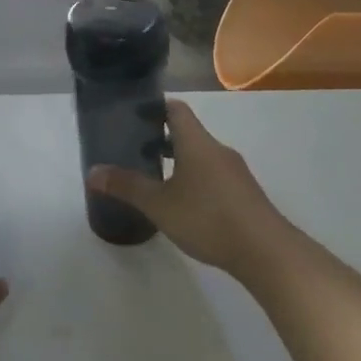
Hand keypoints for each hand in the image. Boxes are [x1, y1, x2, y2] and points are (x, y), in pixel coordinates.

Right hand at [87, 99, 289, 275]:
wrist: (267, 252)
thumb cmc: (208, 218)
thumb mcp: (159, 204)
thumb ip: (127, 186)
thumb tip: (92, 172)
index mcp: (196, 142)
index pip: (175, 109)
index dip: (154, 107)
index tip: (133, 115)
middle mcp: (217, 149)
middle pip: (188, 132)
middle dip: (161, 138)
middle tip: (136, 149)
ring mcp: (235, 172)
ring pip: (201, 155)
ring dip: (179, 160)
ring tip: (157, 178)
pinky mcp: (245, 194)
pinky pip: (214, 175)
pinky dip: (196, 179)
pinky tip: (185, 204)